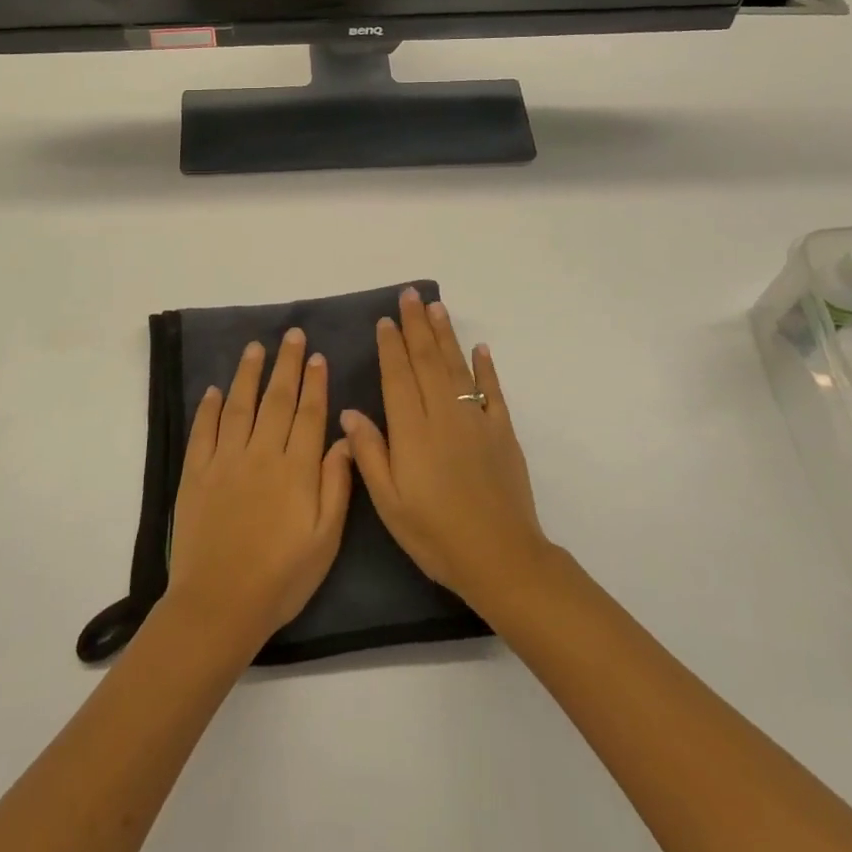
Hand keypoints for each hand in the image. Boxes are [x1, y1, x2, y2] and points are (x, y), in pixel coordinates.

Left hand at [164, 329, 354, 659]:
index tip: (318, 356)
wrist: (219, 605)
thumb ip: (336, 485)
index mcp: (296, 470)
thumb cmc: (281, 578)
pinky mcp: (196, 474)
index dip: (315, 383)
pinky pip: (203, 431)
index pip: (309, 414)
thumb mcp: (325, 540)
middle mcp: (261, 454)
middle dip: (287, 364)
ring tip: (256, 347)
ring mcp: (225, 461)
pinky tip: (214, 389)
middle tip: (292, 335)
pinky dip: (208, 407)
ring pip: (239, 405)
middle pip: (277, 400)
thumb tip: (344, 438)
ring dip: (248, 373)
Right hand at [340, 289, 551, 611]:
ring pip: (457, 367)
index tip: (385, 320)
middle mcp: (443, 415)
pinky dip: (486, 367)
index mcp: (412, 431)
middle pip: (427, 361)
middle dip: (416, 326)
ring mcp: (476, 420)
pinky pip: (492, 391)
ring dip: (445, 335)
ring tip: (436, 308)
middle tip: (410, 296)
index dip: (390, 346)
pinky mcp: (502, 431)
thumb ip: (370, 453)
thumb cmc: (435, 534)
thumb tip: (349, 412)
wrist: (500, 556)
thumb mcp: (389, 503)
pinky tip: (480, 348)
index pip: (398, 377)